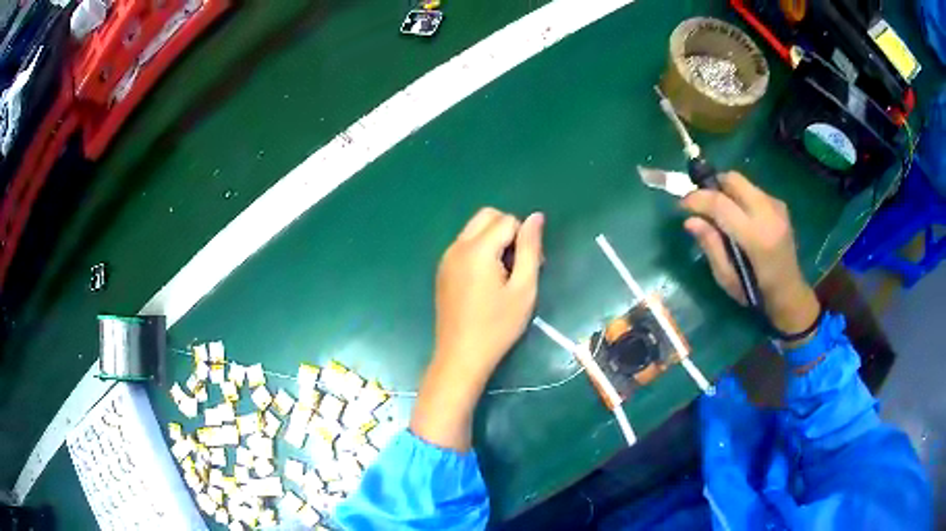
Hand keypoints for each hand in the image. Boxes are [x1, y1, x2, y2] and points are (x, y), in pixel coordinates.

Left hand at [411, 208, 544, 449]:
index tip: (531, 267)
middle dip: (508, 230)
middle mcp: (457, 246)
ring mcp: (446, 258)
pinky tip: (487, 281)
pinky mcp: (442, 270)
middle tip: (518, 264)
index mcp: (477, 249)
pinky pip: (465, 245)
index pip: (508, 220)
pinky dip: (480, 250)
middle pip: (487, 216)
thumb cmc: (498, 326)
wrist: (461, 356)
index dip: (525, 239)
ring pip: (475, 229)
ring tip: (504, 274)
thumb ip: (530, 248)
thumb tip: (536, 217)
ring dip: (494, 239)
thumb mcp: (523, 288)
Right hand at [680, 173, 819, 343]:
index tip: (682, 204)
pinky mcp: (780, 205)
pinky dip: (739, 197)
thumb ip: (710, 246)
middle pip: (733, 180)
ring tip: (718, 212)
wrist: (790, 292)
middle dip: (712, 186)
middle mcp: (768, 214)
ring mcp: (777, 206)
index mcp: (756, 237)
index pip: (721, 204)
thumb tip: (690, 220)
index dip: (697, 199)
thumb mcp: (727, 279)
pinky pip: (753, 191)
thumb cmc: (756, 293)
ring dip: (726, 191)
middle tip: (700, 203)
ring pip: (743, 183)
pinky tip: (738, 217)